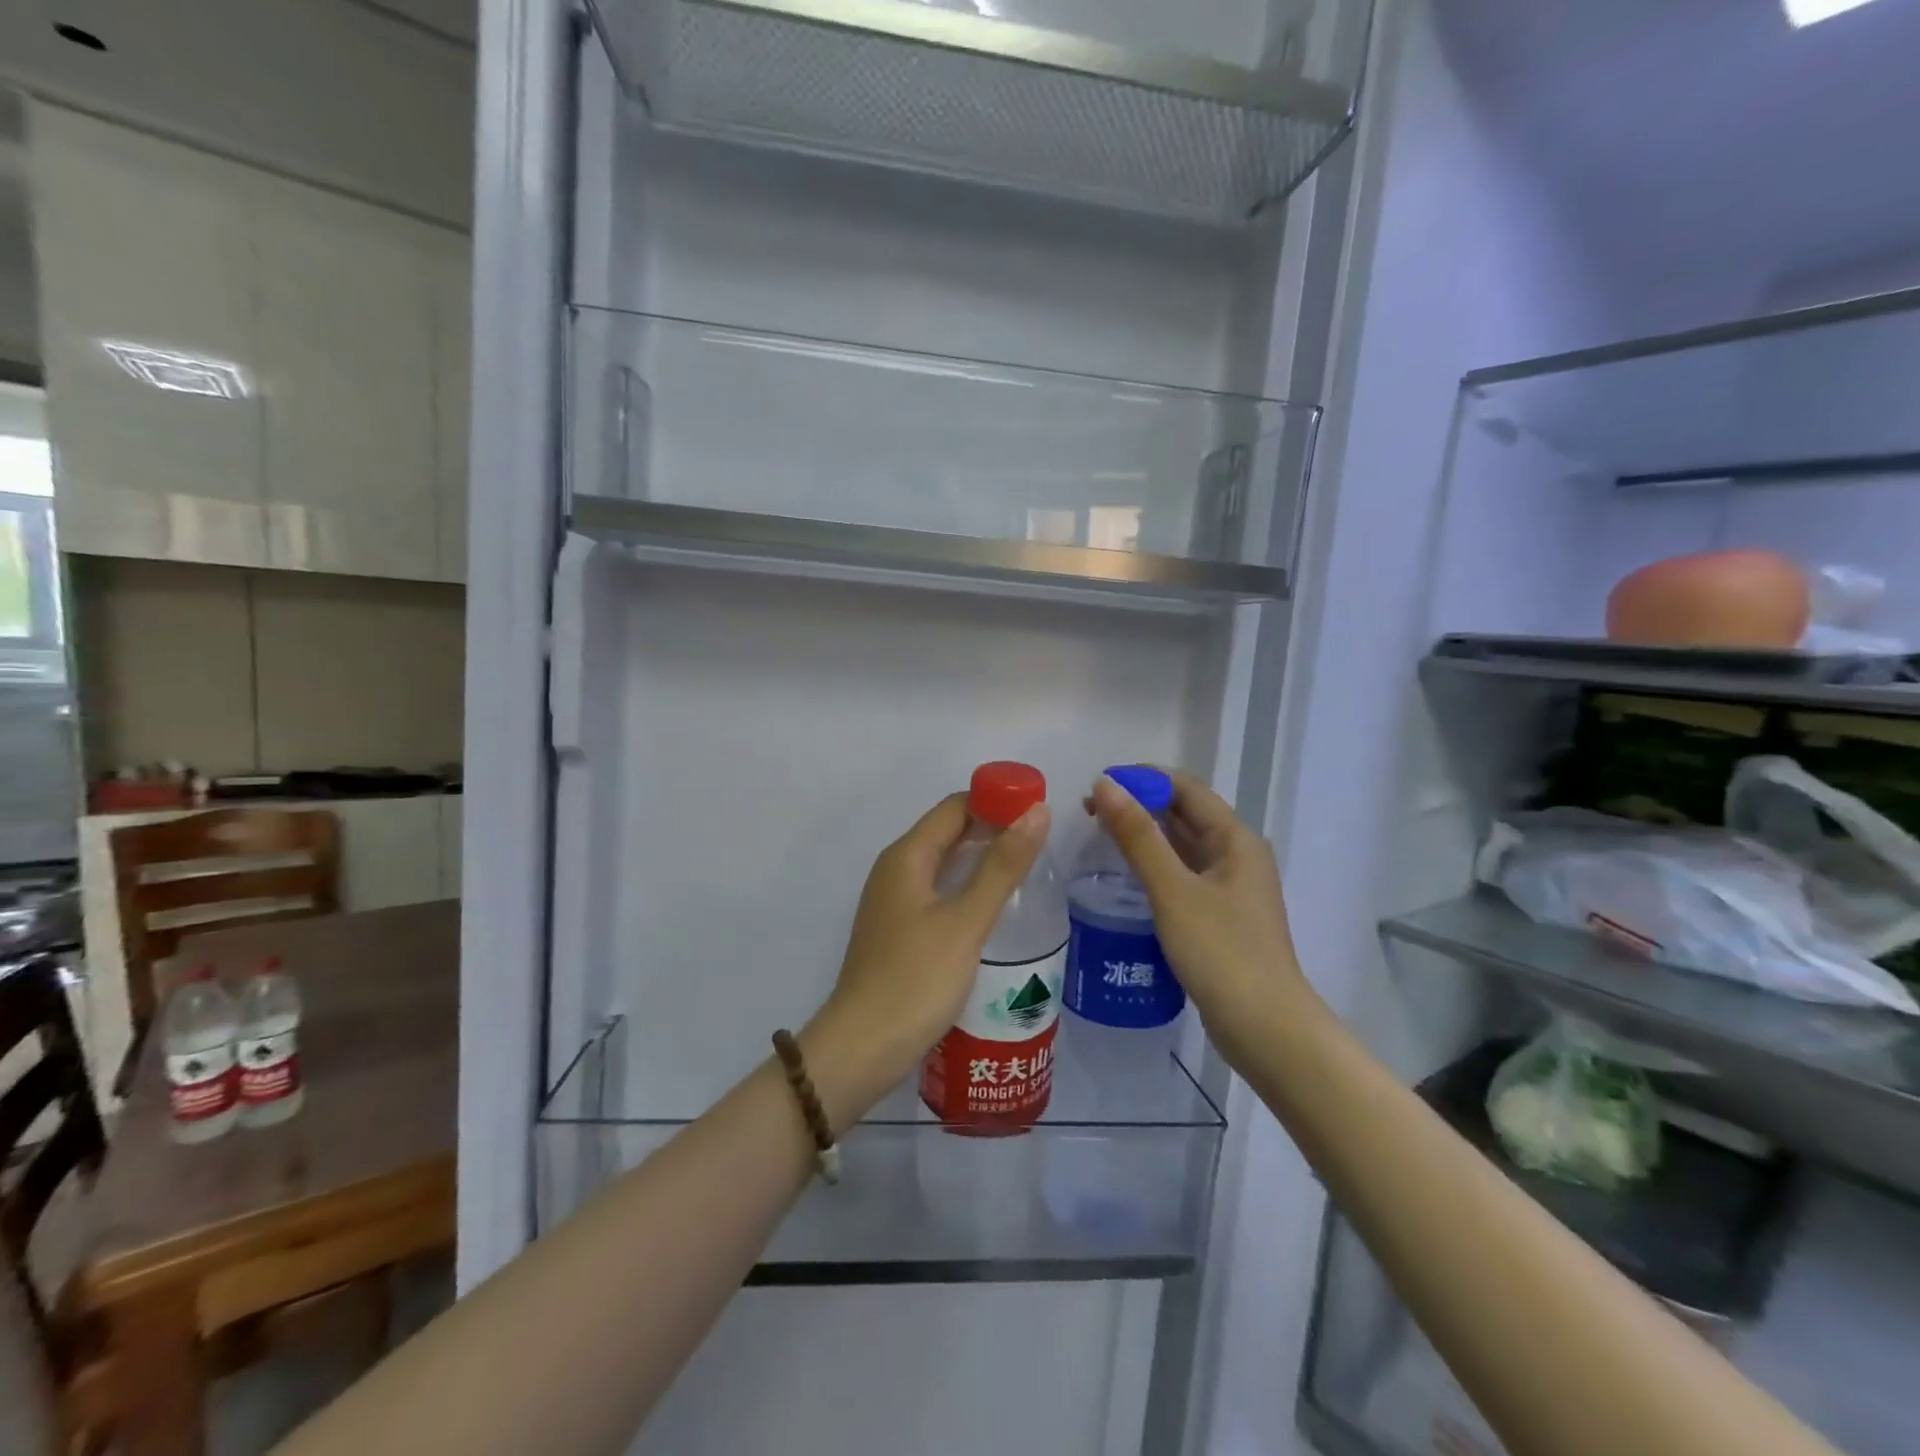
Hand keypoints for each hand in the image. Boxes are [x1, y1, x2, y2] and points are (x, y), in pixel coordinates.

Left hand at [801, 793, 1048, 1131]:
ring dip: (982, 857)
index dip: (997, 800)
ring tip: (1030, 867)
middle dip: (994, 827)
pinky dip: (968, 886)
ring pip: (944, 862)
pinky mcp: (899, 930)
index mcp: (907, 856)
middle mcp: (896, 869)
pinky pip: (939, 891)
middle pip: (949, 830)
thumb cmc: (915, 979)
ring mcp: (895, 901)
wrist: (862, 1048)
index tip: (1040, 809)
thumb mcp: (966, 920)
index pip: (956, 806)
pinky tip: (996, 905)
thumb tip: (1037, 811)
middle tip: (1043, 839)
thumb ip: (1002, 866)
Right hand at [1088, 770, 1306, 1063]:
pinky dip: (1154, 865)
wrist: (1265, 1029)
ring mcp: (1230, 887)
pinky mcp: (1219, 915)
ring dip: (1145, 835)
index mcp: (1235, 839)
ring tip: (1099, 835)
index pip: (1186, 788)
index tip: (1097, 784)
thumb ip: (1138, 836)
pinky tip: (1125, 875)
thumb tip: (1105, 785)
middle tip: (1089, 811)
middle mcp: (1237, 855)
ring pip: (1182, 845)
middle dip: (1139, 805)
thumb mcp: (1173, 890)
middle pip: (1184, 814)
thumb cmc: (1221, 952)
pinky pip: (1182, 874)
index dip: (1142, 779)